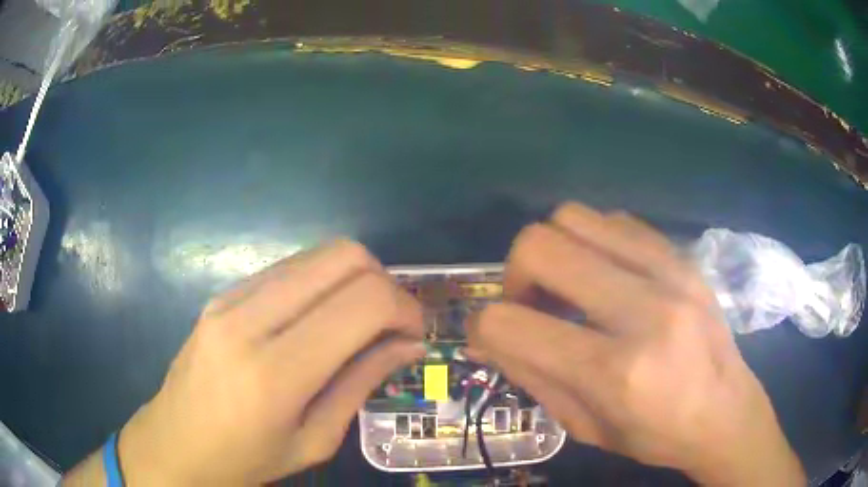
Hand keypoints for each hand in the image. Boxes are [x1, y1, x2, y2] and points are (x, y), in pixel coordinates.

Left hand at [117, 241, 424, 484]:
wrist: (175, 443)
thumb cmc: (245, 460)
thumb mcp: (314, 440)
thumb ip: (362, 383)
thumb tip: (409, 344)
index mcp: (275, 372)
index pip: (362, 302)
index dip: (404, 308)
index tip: (415, 334)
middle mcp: (249, 319)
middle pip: (343, 256)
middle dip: (385, 282)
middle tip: (392, 323)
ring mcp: (230, 297)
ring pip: (317, 253)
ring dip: (354, 279)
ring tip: (359, 322)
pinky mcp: (222, 292)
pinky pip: (289, 268)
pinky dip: (322, 283)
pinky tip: (319, 320)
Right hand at [466, 203, 804, 484]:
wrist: (727, 412)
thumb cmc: (655, 435)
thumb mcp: (584, 426)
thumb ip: (530, 375)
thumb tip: (483, 336)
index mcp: (615, 372)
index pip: (510, 324)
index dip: (484, 326)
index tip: (494, 336)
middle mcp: (644, 309)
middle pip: (540, 245)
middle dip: (515, 274)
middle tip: (531, 304)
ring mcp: (670, 273)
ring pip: (575, 217)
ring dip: (554, 250)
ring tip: (568, 286)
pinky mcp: (683, 257)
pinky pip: (615, 220)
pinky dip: (593, 242)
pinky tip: (604, 276)